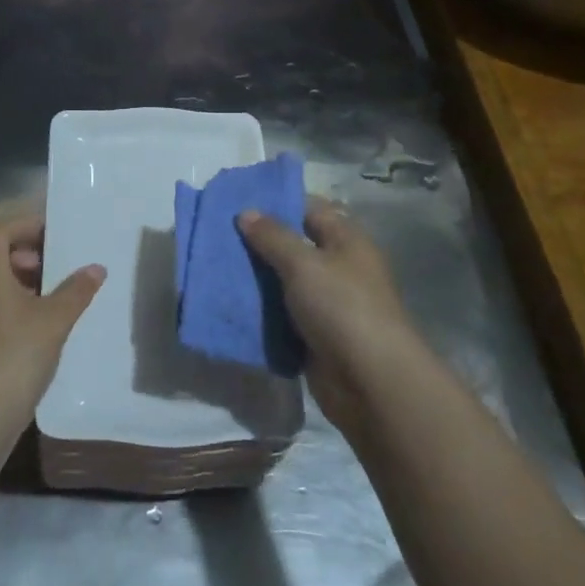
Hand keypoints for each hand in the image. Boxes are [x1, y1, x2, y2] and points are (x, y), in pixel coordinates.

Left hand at [0, 216, 104, 420]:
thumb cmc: (17, 354)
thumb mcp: (55, 319)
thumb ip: (76, 290)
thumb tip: (96, 268)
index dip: (24, 226)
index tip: (51, 232)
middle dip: (13, 248)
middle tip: (42, 261)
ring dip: (6, 274)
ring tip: (40, 290)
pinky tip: (25, 318)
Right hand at [238, 198, 419, 430]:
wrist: (370, 382)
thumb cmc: (341, 308)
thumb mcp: (303, 264)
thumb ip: (273, 236)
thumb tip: (246, 212)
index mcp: (346, 241)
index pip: (310, 209)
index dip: (277, 203)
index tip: (237, 203)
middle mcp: (339, 268)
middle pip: (294, 246)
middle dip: (259, 242)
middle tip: (218, 235)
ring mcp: (327, 304)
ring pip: (284, 283)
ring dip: (256, 279)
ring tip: (214, 267)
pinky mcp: (315, 335)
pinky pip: (282, 315)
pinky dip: (261, 311)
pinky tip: (230, 304)